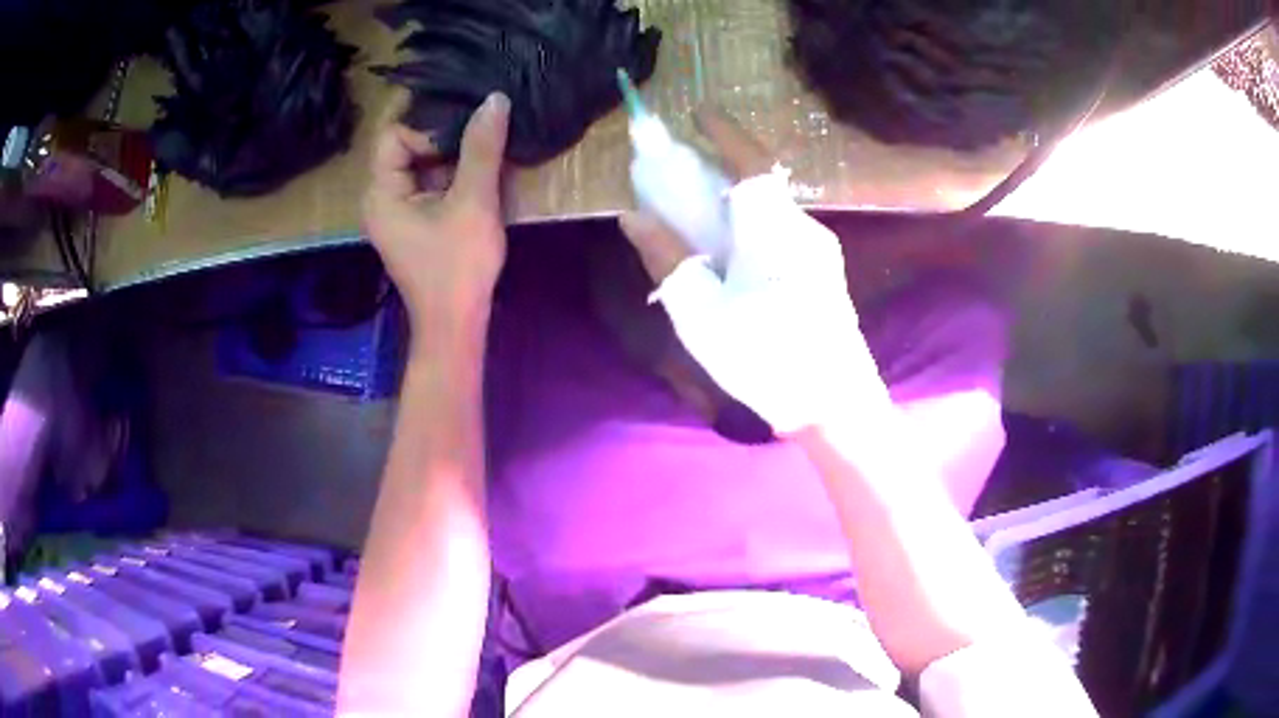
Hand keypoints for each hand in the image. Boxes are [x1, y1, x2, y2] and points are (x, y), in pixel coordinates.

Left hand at [364, 93, 510, 334]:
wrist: (456, 325)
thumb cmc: (458, 266)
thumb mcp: (473, 202)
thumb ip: (481, 149)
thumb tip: (495, 98)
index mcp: (381, 193)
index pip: (393, 134)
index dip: (427, 127)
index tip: (463, 132)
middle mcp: (381, 198)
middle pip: (404, 146)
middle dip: (440, 135)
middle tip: (479, 126)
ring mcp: (396, 211)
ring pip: (419, 164)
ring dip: (450, 154)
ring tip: (485, 145)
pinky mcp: (414, 222)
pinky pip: (428, 183)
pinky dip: (452, 173)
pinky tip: (480, 172)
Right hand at [619, 108, 890, 433]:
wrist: (834, 406)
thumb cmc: (765, 359)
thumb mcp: (701, 315)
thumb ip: (668, 259)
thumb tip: (635, 216)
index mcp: (774, 231)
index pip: (750, 163)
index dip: (725, 133)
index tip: (699, 113)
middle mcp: (804, 229)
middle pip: (759, 184)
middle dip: (721, 168)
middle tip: (683, 174)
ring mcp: (820, 251)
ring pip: (771, 210)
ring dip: (735, 202)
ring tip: (700, 220)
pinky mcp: (824, 271)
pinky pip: (782, 232)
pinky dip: (751, 226)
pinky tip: (732, 256)